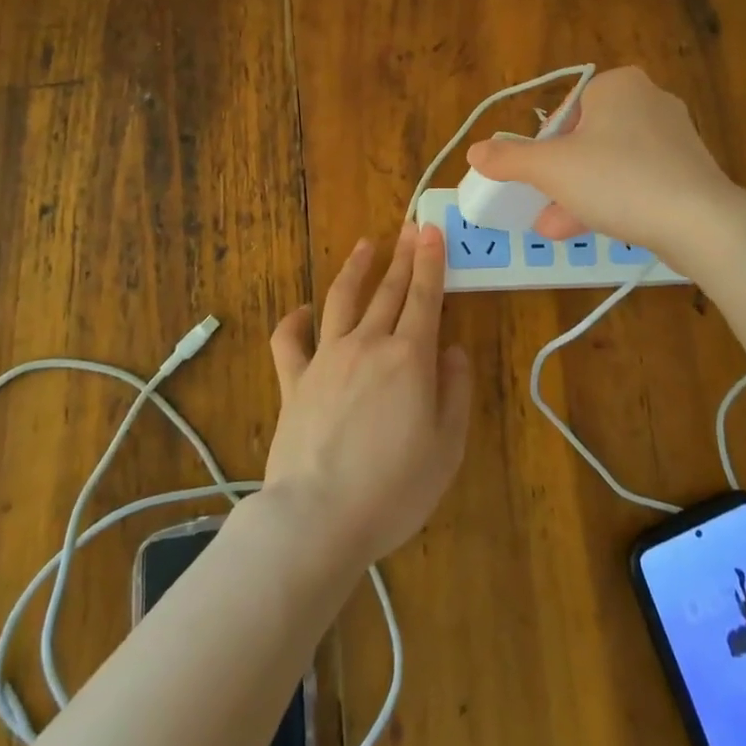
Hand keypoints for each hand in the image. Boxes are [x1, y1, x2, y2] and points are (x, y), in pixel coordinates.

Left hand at [263, 223, 470, 569]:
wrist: (317, 518)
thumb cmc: (394, 488)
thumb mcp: (447, 446)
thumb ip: (455, 391)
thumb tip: (454, 350)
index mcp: (409, 357)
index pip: (424, 296)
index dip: (430, 261)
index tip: (432, 230)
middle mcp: (368, 344)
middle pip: (388, 290)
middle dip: (402, 255)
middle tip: (410, 227)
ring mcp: (326, 359)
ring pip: (341, 300)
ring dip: (355, 269)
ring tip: (365, 246)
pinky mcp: (294, 381)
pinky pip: (289, 340)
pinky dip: (295, 320)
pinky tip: (303, 309)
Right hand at [463, 66, 735, 257]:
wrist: (700, 222)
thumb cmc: (618, 180)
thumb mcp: (552, 169)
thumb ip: (510, 159)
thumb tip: (475, 151)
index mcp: (618, 85)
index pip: (565, 112)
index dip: (543, 148)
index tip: (536, 180)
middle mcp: (649, 100)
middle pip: (586, 140)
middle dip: (560, 178)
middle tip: (540, 206)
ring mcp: (674, 136)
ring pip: (611, 163)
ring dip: (580, 194)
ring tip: (555, 228)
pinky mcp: (689, 169)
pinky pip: (638, 179)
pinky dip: (613, 200)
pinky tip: (593, 229)